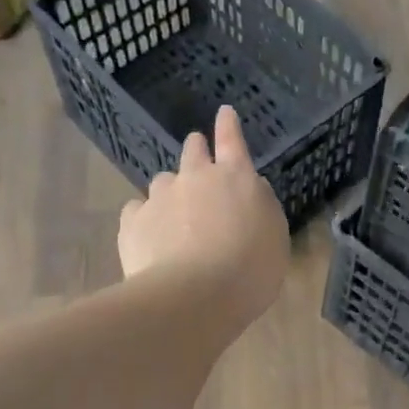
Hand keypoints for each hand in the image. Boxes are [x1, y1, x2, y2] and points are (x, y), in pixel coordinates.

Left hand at [118, 106, 288, 328]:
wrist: (194, 297)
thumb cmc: (249, 270)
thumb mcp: (275, 237)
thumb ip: (262, 206)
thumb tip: (250, 188)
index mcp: (235, 177)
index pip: (232, 140)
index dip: (228, 125)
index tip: (224, 112)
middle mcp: (195, 177)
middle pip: (192, 150)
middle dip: (196, 150)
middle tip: (199, 161)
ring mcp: (160, 196)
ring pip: (163, 181)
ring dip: (171, 191)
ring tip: (175, 219)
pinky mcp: (133, 221)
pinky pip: (137, 210)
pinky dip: (144, 218)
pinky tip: (150, 237)